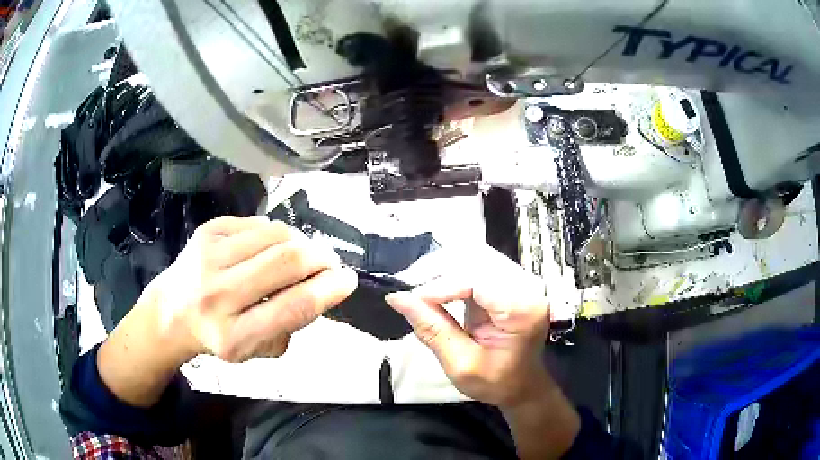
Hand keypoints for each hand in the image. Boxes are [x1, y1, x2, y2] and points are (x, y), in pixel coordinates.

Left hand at [146, 216, 357, 362]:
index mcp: (234, 335)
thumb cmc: (219, 336)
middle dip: (321, 257)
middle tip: (330, 262)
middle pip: (287, 261)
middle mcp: (218, 293)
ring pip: (276, 234)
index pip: (293, 306)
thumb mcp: (257, 349)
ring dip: (302, 241)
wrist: (171, 312)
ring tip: (303, 253)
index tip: (348, 280)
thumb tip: (321, 286)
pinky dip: (276, 233)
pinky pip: (257, 223)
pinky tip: (272, 246)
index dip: (329, 290)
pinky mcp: (207, 231)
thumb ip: (291, 324)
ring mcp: (209, 256)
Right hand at [385, 247, 553, 408]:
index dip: (441, 285)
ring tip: (418, 290)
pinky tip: (433, 288)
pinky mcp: (507, 280)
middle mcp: (526, 288)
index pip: (478, 279)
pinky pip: (474, 264)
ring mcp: (519, 280)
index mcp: (523, 310)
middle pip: (475, 259)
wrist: (520, 384)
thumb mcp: (461, 364)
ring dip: (441, 269)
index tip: (412, 299)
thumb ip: (432, 329)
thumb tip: (399, 299)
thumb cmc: (499, 381)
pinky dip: (449, 273)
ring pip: (472, 256)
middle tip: (408, 291)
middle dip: (437, 270)